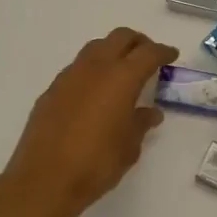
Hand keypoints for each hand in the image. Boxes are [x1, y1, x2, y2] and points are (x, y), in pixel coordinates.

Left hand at [0, 27, 178, 216]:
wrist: (44, 179)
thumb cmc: (96, 163)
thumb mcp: (129, 147)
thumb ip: (141, 123)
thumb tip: (151, 113)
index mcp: (121, 78)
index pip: (147, 53)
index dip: (162, 51)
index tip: (171, 55)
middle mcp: (95, 67)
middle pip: (120, 37)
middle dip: (138, 42)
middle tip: (148, 56)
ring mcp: (70, 75)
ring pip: (96, 47)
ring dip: (113, 51)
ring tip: (122, 71)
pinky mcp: (52, 89)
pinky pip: (77, 68)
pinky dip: (92, 70)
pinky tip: (95, 91)